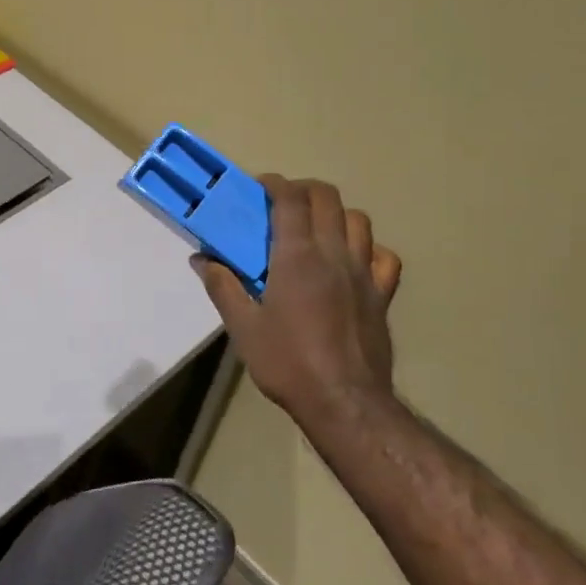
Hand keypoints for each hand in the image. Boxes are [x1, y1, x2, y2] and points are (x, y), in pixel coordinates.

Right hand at [194, 174, 403, 426]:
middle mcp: (334, 254)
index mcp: (297, 256)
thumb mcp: (243, 327)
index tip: (258, 187)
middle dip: (303, 190)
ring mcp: (364, 273)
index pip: (290, 198)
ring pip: (358, 220)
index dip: (274, 183)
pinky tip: (352, 262)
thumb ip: (222, 286)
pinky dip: (368, 249)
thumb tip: (201, 259)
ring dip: (335, 214)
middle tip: (282, 205)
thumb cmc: (287, 362)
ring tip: (316, 229)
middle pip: (327, 198)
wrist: (343, 401)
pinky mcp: (382, 295)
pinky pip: (383, 257)